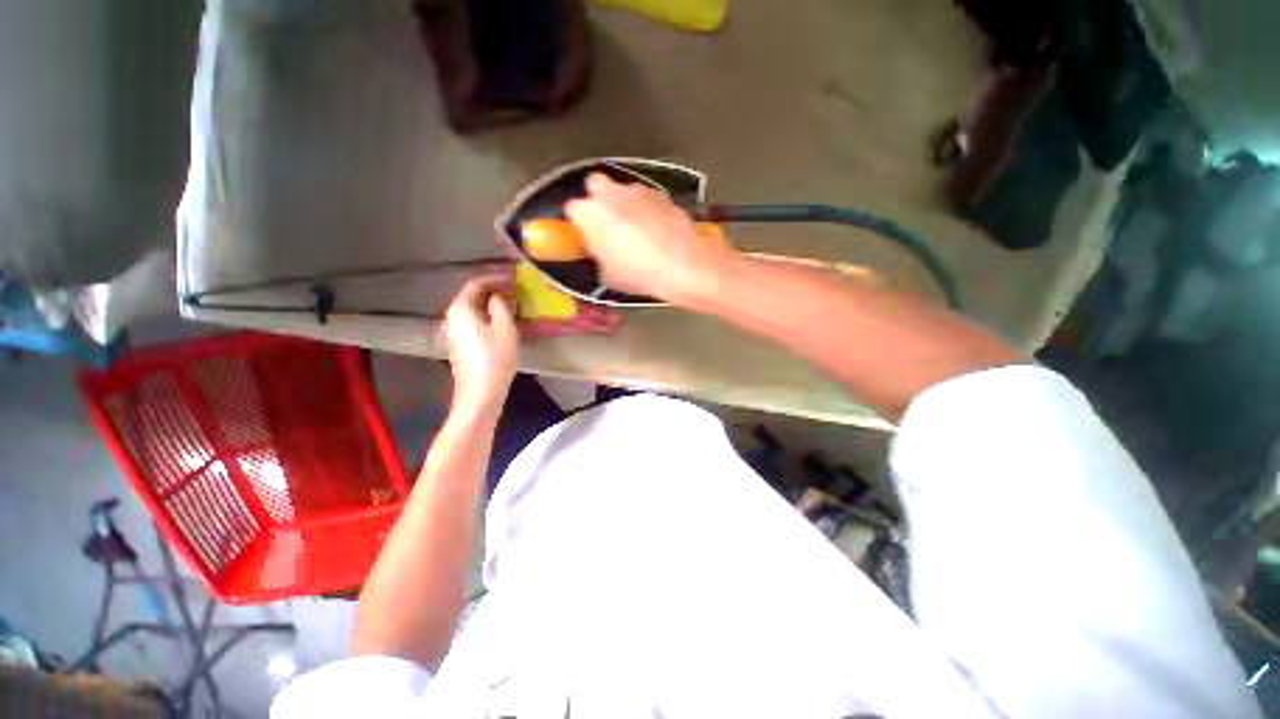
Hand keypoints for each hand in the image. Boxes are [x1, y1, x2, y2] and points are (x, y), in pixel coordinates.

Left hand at [441, 275, 518, 415]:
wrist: (479, 393)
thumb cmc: (495, 359)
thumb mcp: (505, 328)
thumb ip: (502, 306)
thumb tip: (498, 296)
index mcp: (461, 309)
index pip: (476, 283)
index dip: (496, 278)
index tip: (514, 279)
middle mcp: (452, 316)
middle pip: (472, 295)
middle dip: (494, 290)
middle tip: (515, 291)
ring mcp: (453, 331)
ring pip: (473, 309)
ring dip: (491, 304)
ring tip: (512, 305)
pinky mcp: (459, 344)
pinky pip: (473, 321)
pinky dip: (487, 316)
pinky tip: (501, 322)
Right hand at [565, 173, 733, 304]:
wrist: (683, 265)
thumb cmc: (639, 273)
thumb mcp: (608, 275)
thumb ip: (598, 255)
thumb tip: (601, 249)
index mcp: (591, 212)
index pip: (572, 208)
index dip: (579, 223)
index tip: (586, 236)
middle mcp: (612, 193)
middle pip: (595, 185)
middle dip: (598, 200)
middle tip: (607, 224)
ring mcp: (639, 190)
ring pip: (623, 190)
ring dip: (624, 203)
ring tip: (637, 229)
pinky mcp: (662, 194)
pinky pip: (647, 198)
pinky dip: (647, 208)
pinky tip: (657, 229)